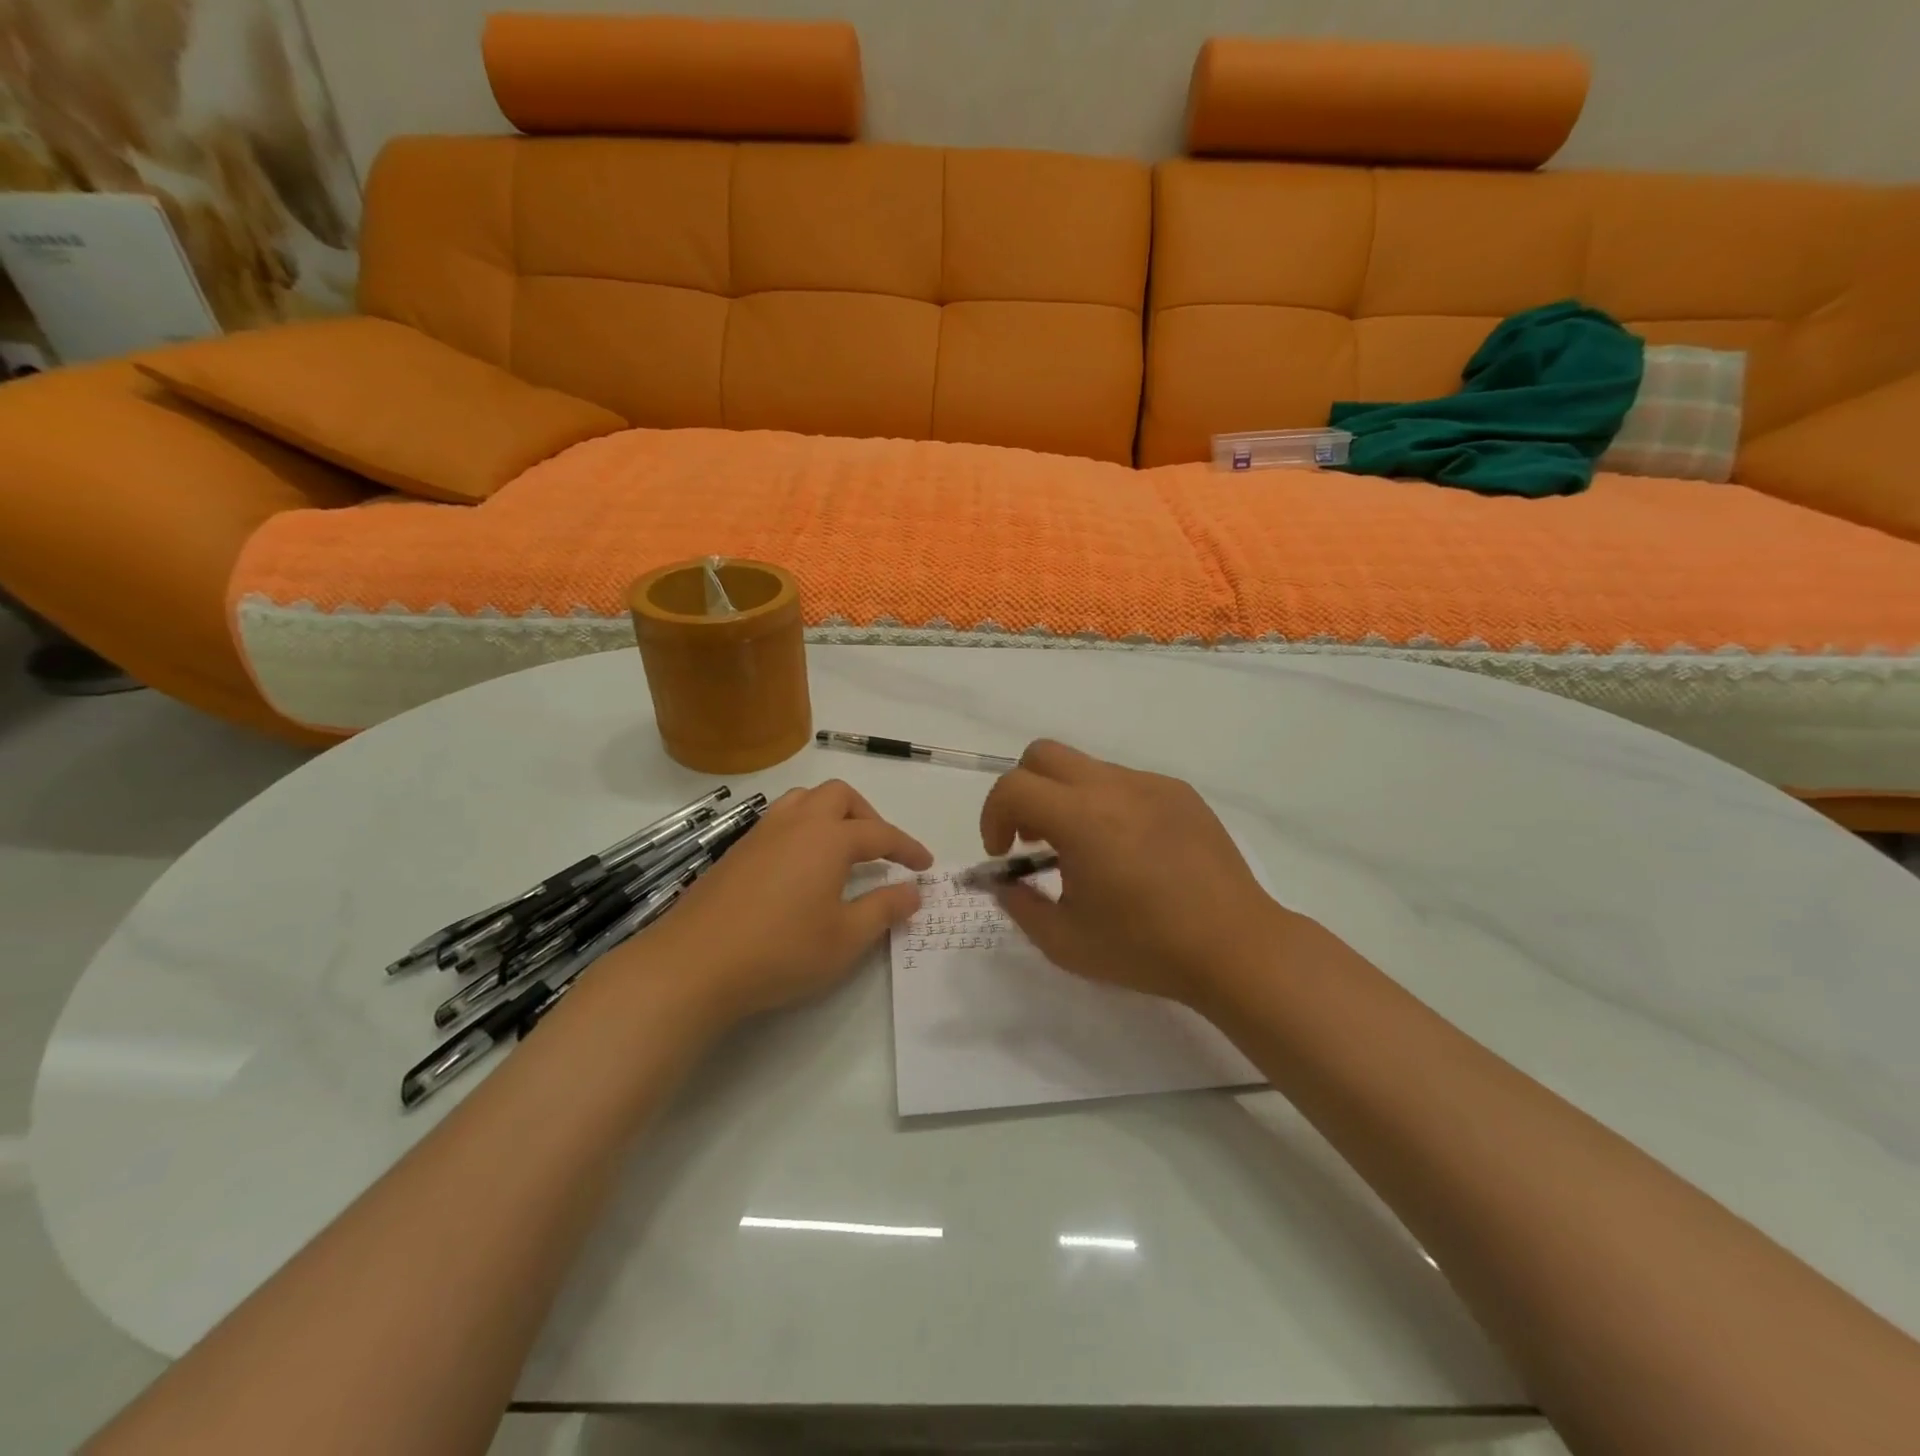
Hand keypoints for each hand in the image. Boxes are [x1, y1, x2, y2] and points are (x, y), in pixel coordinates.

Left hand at [625, 780, 931, 1028]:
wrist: (693, 964)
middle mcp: (796, 824)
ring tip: (840, 849)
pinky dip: (802, 828)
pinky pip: (779, 820)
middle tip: (880, 851)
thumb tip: (913, 891)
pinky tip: (800, 866)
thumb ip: (884, 909)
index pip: (880, 834)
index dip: (907, 847)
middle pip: (839, 796)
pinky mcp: (736, 852)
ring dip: (831, 814)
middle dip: (868, 816)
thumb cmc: (780, 951)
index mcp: (828, 839)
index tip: (925, 865)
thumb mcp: (845, 939)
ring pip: (803, 800)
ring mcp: (760, 834)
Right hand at [979, 741, 1294, 1006]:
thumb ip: (1020, 906)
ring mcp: (1151, 784)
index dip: (992, 817)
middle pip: (1043, 754)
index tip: (1002, 855)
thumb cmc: (1145, 948)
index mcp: (1081, 818)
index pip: (1012, 787)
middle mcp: (1114, 786)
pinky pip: (1126, 782)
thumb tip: (1005, 883)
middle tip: (1034, 840)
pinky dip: (1107, 805)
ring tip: (1086, 852)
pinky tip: (1130, 851)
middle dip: (1023, 791)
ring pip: (1086, 767)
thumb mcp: (1064, 942)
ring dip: (1066, 799)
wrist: (1235, 946)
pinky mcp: (1180, 793)